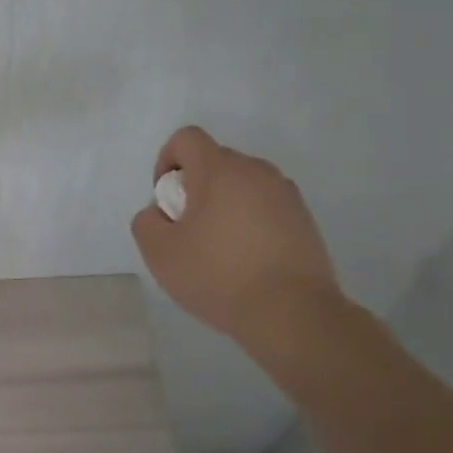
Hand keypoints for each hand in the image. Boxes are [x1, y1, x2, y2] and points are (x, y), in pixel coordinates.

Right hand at [130, 126, 342, 352]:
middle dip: (195, 188)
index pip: (186, 138)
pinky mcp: (305, 220)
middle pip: (214, 162)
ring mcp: (285, 194)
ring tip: (220, 249)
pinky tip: (248, 261)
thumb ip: (147, 221)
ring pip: (242, 185)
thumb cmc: (218, 275)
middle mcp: (256, 170)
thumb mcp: (159, 252)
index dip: (167, 161)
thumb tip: (161, 213)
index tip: (167, 201)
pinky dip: (251, 222)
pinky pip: (266, 207)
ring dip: (224, 205)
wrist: (293, 314)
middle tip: (190, 231)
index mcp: (219, 169)